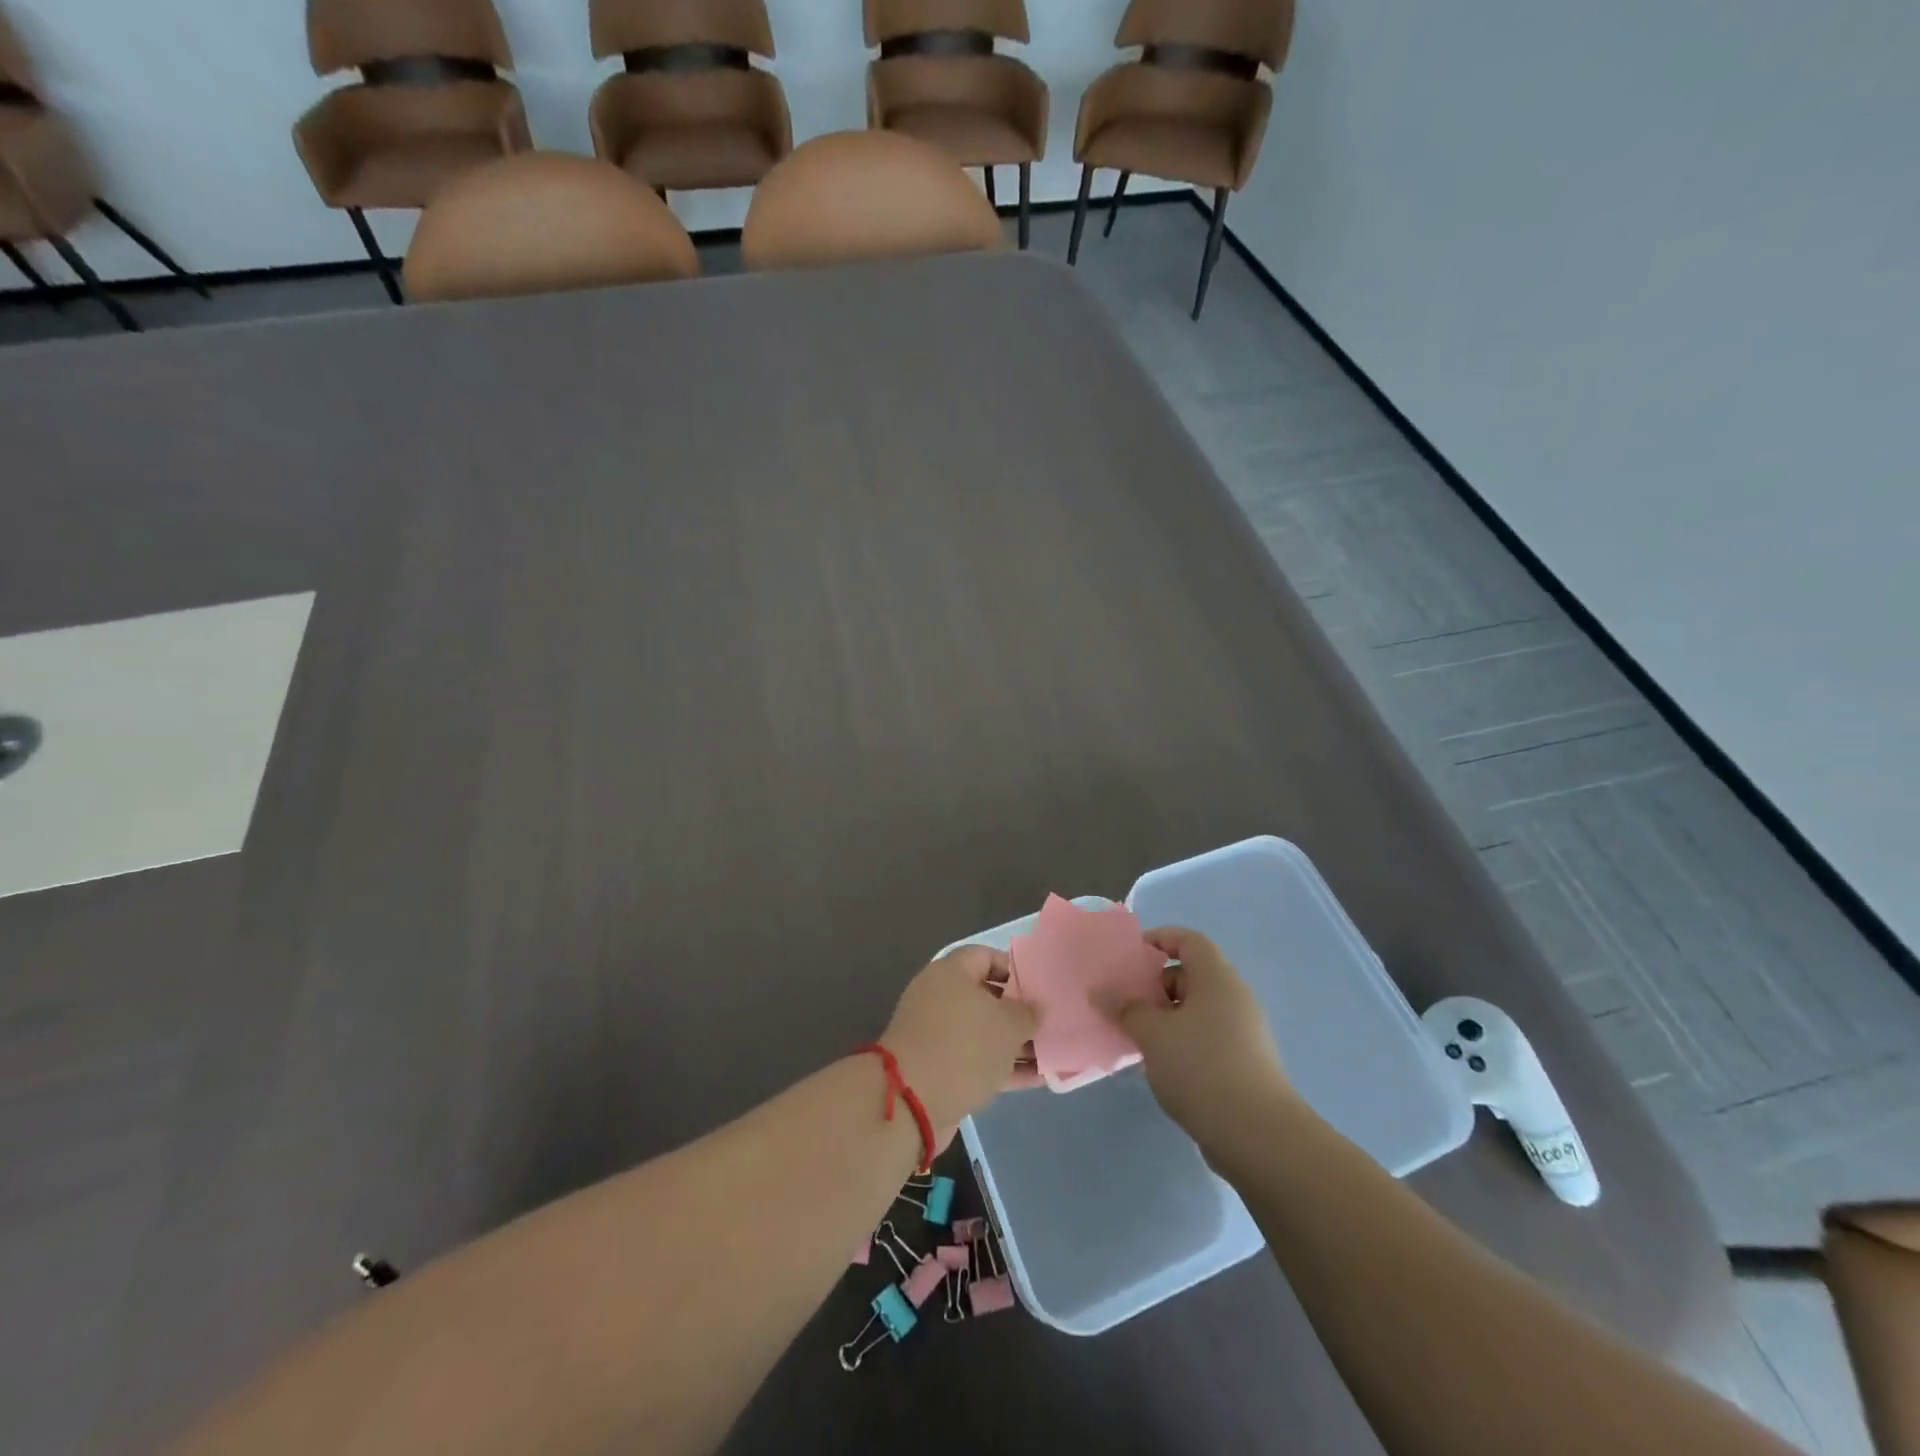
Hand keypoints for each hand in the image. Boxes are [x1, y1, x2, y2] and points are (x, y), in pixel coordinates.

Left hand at [883, 945, 1039, 1135]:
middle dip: (1018, 1012)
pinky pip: (977, 1060)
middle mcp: (940, 998)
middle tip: (1049, 1023)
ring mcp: (937, 1035)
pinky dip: (1003, 1067)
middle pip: (986, 997)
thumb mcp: (1007, 1025)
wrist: (913, 1102)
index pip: (986, 956)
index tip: (1040, 988)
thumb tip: (1035, 1008)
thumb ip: (1027, 1013)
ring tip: (1051, 1054)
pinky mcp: (938, 1069)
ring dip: (1014, 1044)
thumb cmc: (964, 1047)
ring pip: (983, 1033)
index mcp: (950, 973)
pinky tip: (1037, 1080)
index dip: (1014, 969)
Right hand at [1096, 927, 1295, 1149]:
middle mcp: (1234, 998)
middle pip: (1190, 975)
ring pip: (1196, 1010)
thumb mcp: (1153, 1034)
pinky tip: (1160, 1065)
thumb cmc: (1202, 1068)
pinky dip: (1181, 1041)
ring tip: (1136, 1037)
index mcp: (1217, 978)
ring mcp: (1243, 1032)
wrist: (1259, 1137)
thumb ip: (1125, 1008)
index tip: (1129, 957)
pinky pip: (1205, 1037)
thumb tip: (1100, 991)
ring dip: (1165, 1018)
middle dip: (1155, 985)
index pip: (1188, 940)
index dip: (1159, 939)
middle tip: (1124, 1003)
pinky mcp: (1243, 1063)